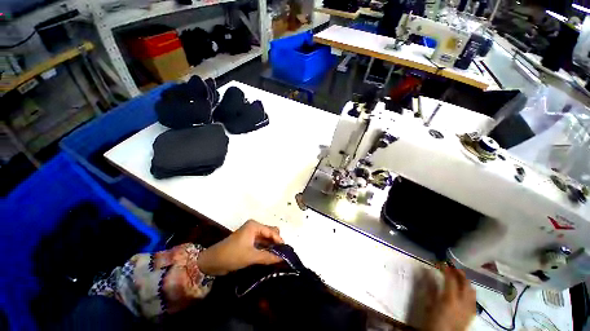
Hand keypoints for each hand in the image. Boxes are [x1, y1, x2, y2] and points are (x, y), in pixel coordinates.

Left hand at [197, 220, 284, 275]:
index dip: (279, 241)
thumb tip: (282, 258)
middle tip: (282, 254)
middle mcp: (254, 227)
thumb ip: (268, 256)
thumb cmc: (232, 255)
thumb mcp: (251, 256)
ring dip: (271, 246)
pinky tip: (270, 256)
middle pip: (270, 232)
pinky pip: (261, 242)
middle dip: (276, 242)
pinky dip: (266, 248)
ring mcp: (251, 233)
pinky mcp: (248, 240)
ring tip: (278, 256)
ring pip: (266, 238)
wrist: (212, 261)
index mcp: (254, 225)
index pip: (272, 231)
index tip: (286, 251)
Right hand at [422, 265, 476, 330]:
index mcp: (450, 298)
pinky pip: (473, 299)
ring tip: (458, 277)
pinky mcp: (472, 313)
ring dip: (465, 281)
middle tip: (450, 266)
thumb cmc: (432, 320)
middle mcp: (463, 301)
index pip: (450, 278)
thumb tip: (427, 272)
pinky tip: (464, 291)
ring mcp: (469, 308)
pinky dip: (469, 291)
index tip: (440, 262)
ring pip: (471, 290)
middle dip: (458, 272)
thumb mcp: (429, 304)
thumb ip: (430, 287)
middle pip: (465, 282)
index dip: (445, 268)